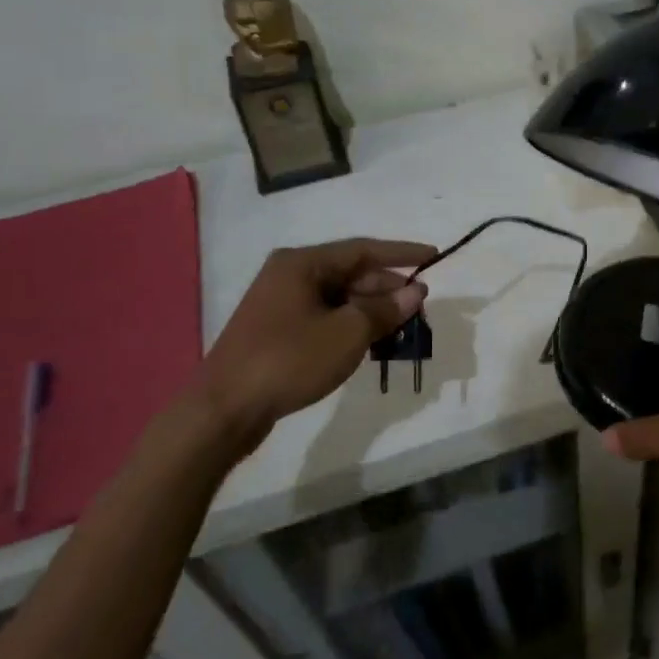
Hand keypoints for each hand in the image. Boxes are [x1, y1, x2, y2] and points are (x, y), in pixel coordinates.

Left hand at [191, 237, 435, 453]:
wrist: (225, 409)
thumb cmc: (289, 360)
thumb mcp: (347, 333)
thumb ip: (385, 309)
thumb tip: (415, 292)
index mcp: (303, 264)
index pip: (363, 249)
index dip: (402, 253)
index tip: (433, 256)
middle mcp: (290, 275)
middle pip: (351, 273)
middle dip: (387, 287)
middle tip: (419, 304)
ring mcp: (280, 303)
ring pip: (339, 297)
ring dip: (371, 309)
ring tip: (402, 326)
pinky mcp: (277, 330)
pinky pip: (325, 316)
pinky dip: (351, 325)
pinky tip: (370, 342)